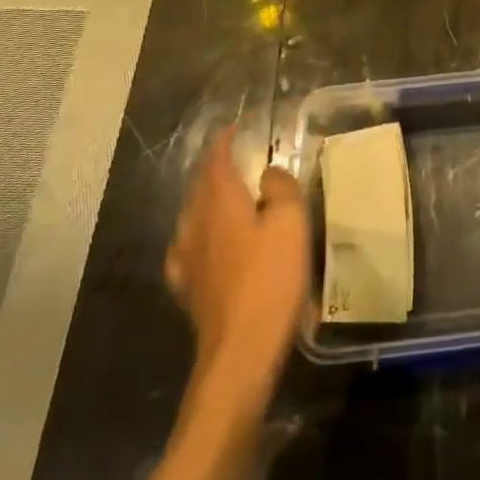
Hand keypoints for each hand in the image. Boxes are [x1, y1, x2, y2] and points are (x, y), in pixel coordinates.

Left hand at [165, 127, 310, 388]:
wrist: (240, 352)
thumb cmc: (270, 279)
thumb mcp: (291, 223)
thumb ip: (281, 188)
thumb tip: (268, 173)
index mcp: (220, 203)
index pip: (215, 161)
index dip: (223, 142)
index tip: (232, 128)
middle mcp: (196, 225)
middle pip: (200, 187)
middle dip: (214, 170)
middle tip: (234, 159)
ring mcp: (188, 260)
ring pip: (191, 217)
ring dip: (206, 201)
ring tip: (224, 198)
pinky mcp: (190, 290)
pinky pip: (188, 250)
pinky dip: (198, 236)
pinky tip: (205, 247)